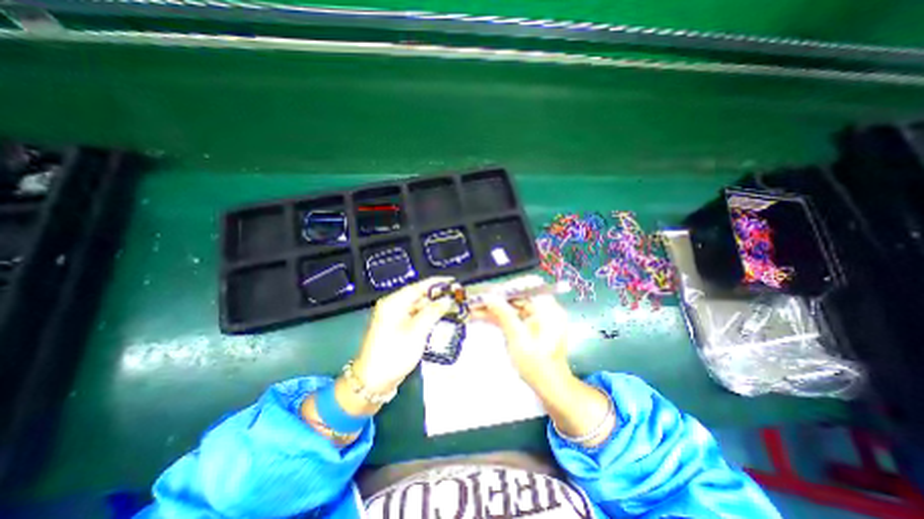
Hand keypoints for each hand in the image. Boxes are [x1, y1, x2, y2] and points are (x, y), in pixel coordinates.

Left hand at [353, 278, 453, 395]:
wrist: (374, 381)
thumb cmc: (394, 353)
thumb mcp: (417, 331)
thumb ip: (433, 312)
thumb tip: (448, 300)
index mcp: (394, 302)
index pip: (418, 286)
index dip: (437, 283)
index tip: (453, 282)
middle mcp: (394, 306)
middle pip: (419, 296)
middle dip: (438, 296)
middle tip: (457, 297)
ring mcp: (396, 317)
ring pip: (419, 307)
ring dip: (435, 307)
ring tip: (453, 307)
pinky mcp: (399, 327)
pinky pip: (416, 316)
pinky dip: (429, 316)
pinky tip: (441, 318)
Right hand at [475, 294, 612, 444]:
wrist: (548, 387)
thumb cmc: (535, 362)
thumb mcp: (517, 336)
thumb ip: (503, 314)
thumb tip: (488, 297)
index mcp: (547, 307)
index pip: (522, 289)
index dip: (502, 290)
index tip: (483, 291)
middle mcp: (544, 309)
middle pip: (515, 299)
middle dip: (494, 301)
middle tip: (474, 301)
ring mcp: (537, 318)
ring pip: (511, 309)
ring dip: (493, 310)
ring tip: (472, 309)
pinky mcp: (530, 327)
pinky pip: (513, 318)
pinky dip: (499, 318)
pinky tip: (481, 317)